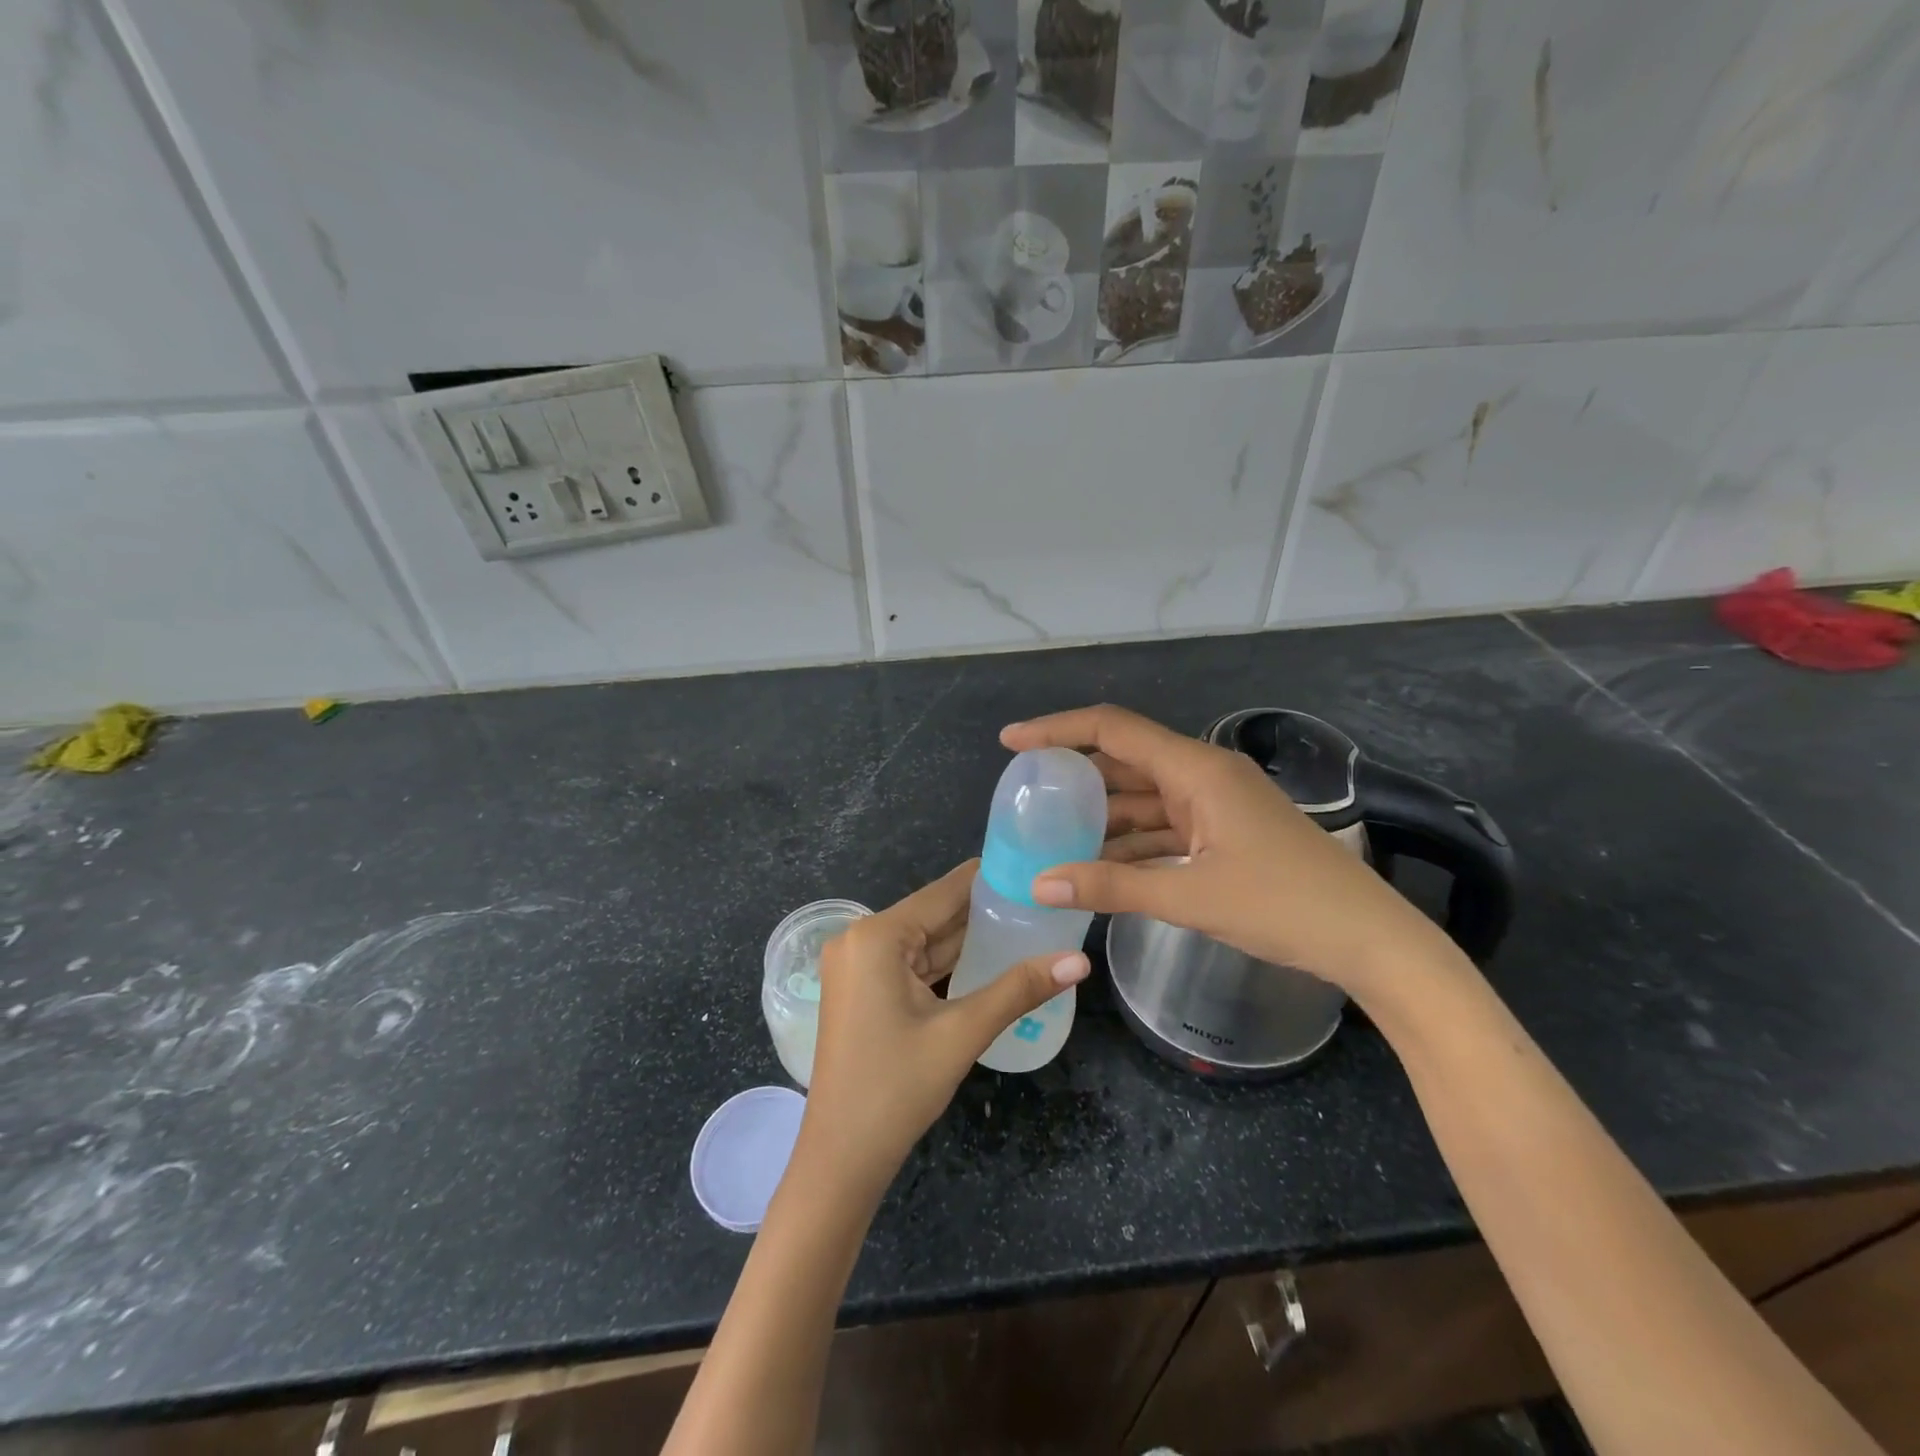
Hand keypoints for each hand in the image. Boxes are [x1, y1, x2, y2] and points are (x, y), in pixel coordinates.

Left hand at [797, 861, 1088, 1202]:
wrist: (840, 1159)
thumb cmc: (896, 1089)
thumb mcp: (962, 1033)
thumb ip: (1020, 989)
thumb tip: (1079, 960)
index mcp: (877, 935)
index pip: (945, 891)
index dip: (991, 879)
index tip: (1036, 870)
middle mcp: (860, 938)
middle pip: (934, 914)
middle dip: (985, 910)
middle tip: (1041, 900)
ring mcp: (857, 965)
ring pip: (924, 940)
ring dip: (968, 937)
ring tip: (1026, 923)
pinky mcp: (861, 989)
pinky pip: (911, 963)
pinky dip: (946, 962)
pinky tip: (988, 957)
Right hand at [1000, 706, 1457, 1001]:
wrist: (1371, 941)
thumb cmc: (1285, 906)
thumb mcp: (1192, 897)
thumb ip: (1112, 887)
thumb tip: (1040, 885)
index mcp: (1197, 770)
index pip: (1113, 730)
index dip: (1058, 729)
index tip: (1012, 741)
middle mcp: (1204, 776)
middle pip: (1125, 761)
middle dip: (1074, 775)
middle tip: (1024, 793)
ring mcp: (1216, 805)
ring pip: (1142, 797)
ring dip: (1100, 814)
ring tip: (1049, 832)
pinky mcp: (1223, 834)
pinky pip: (1163, 826)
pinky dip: (1129, 840)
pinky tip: (1097, 862)